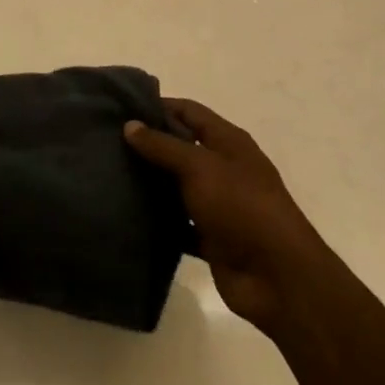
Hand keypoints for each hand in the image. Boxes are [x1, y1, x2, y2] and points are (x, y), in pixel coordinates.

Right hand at [124, 99, 317, 329]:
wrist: (278, 279)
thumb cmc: (242, 207)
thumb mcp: (200, 167)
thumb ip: (163, 145)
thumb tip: (130, 125)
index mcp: (229, 143)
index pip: (189, 112)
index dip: (158, 106)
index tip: (120, 108)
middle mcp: (224, 169)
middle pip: (181, 148)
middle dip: (149, 145)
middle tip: (106, 142)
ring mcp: (219, 205)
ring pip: (177, 187)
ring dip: (150, 183)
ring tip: (109, 174)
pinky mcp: (211, 238)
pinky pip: (178, 224)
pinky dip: (158, 221)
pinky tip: (127, 214)